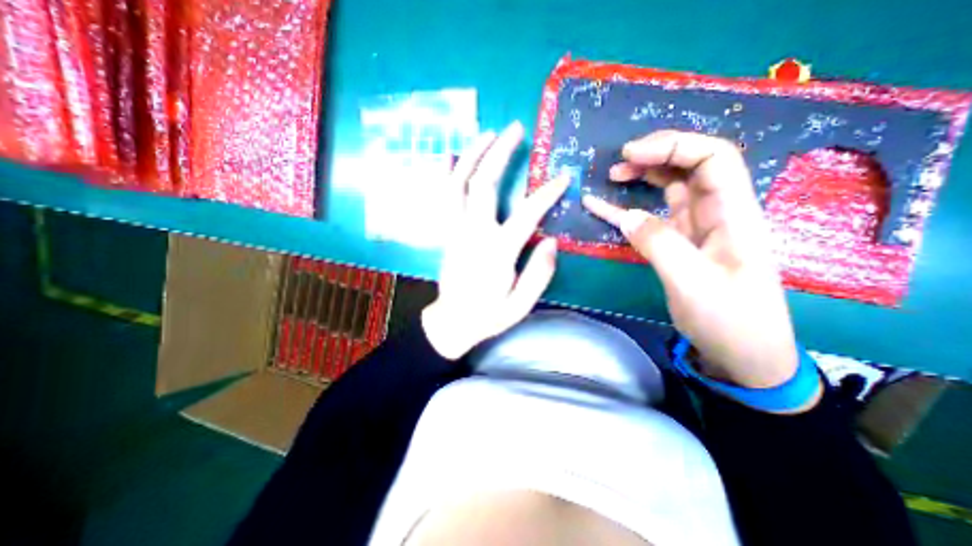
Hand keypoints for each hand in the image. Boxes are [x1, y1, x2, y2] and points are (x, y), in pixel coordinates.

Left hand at [425, 122, 570, 360]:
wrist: (451, 321)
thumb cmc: (488, 314)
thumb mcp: (521, 303)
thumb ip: (539, 273)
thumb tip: (552, 241)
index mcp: (497, 252)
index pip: (527, 213)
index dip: (547, 192)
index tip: (563, 177)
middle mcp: (473, 233)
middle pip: (484, 184)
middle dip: (500, 153)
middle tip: (515, 129)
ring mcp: (455, 229)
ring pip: (458, 183)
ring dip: (472, 154)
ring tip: (486, 133)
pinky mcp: (446, 231)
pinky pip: (444, 195)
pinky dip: (449, 173)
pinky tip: (456, 157)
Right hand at [585, 129, 806, 389]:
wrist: (741, 353)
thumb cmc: (729, 320)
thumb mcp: (693, 283)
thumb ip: (660, 245)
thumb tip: (628, 217)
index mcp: (734, 214)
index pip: (713, 159)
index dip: (673, 146)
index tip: (632, 154)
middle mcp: (716, 213)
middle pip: (690, 167)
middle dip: (655, 156)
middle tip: (618, 164)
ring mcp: (695, 228)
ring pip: (670, 188)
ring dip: (643, 177)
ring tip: (613, 176)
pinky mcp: (677, 244)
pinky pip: (650, 218)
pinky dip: (625, 209)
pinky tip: (600, 205)